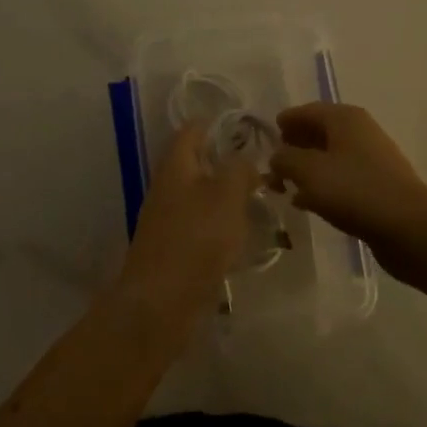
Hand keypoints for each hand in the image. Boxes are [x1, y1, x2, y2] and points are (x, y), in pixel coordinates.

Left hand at [116, 121, 261, 333]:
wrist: (162, 302)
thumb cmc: (196, 239)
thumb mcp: (227, 195)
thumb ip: (239, 169)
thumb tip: (245, 159)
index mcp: (176, 165)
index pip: (194, 129)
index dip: (220, 124)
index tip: (251, 130)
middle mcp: (167, 186)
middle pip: (198, 162)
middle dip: (228, 162)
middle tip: (264, 167)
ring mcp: (168, 218)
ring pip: (201, 195)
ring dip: (227, 195)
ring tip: (261, 199)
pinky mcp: (174, 247)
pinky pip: (201, 224)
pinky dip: (221, 223)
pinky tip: (243, 233)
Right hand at [269, 103, 426, 247]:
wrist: (408, 227)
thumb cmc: (354, 190)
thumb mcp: (308, 171)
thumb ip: (285, 159)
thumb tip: (276, 156)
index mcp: (344, 118)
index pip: (306, 111)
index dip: (284, 123)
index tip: (264, 139)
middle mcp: (359, 131)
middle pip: (318, 132)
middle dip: (293, 148)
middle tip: (271, 167)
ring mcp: (371, 159)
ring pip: (329, 158)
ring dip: (306, 170)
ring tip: (284, 188)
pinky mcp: (377, 186)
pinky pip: (341, 179)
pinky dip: (323, 186)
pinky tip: (308, 204)